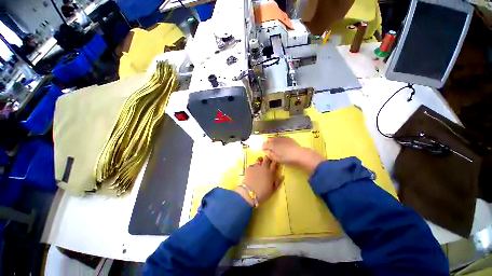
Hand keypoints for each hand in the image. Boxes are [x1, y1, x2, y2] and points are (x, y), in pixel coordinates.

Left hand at [235, 157, 281, 205]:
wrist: (250, 193)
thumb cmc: (263, 193)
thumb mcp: (272, 190)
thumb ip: (277, 182)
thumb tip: (282, 176)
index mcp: (270, 173)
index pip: (274, 164)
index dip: (274, 161)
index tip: (274, 160)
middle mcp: (264, 168)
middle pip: (266, 159)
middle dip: (267, 158)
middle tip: (267, 158)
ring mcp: (256, 167)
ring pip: (258, 160)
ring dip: (260, 160)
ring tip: (259, 161)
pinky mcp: (249, 168)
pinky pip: (252, 164)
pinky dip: (253, 166)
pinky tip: (252, 169)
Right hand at [262, 137, 324, 173]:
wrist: (300, 155)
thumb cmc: (288, 159)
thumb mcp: (277, 159)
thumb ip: (270, 155)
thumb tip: (266, 152)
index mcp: (272, 146)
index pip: (264, 145)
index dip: (263, 147)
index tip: (263, 150)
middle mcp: (276, 140)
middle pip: (269, 140)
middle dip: (268, 143)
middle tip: (269, 148)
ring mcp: (282, 138)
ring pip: (275, 138)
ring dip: (273, 141)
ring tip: (275, 146)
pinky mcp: (288, 138)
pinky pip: (281, 137)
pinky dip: (279, 140)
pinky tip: (282, 144)